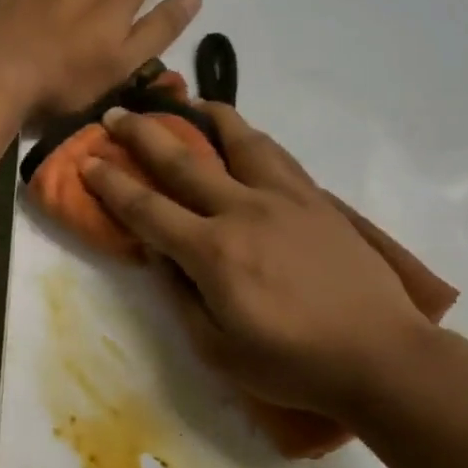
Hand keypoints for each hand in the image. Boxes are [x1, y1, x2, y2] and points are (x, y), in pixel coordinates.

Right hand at [81, 104, 455, 420]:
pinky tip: (243, 135)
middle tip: (115, 113)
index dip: (111, 184)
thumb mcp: (219, 349)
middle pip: (184, 161)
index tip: (87, 161)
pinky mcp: (316, 199)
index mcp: (213, 253)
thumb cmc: (293, 363)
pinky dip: (250, 137)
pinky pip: (277, 154)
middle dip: (142, 135)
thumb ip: (183, 299)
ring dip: (204, 117)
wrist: (379, 354)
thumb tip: (164, 259)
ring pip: (238, 141)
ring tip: (186, 104)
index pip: (148, 210)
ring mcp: (285, 198)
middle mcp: (243, 211)